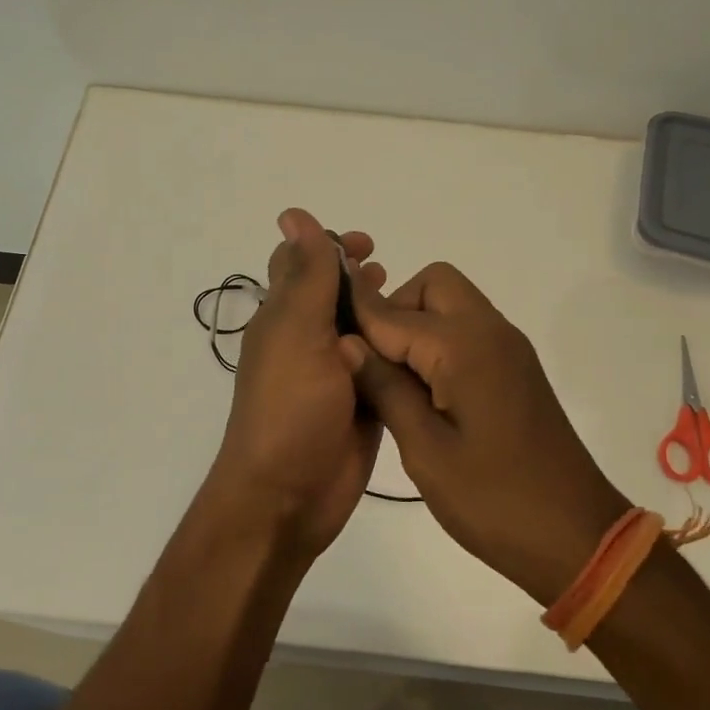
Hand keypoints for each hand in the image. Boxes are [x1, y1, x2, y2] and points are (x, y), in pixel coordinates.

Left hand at [205, 208, 387, 563]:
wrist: (289, 495)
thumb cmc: (289, 407)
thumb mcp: (298, 331)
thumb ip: (307, 275)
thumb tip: (294, 214)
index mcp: (284, 317)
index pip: (301, 265)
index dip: (329, 247)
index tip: (366, 244)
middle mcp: (307, 341)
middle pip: (334, 296)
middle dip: (361, 278)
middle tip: (392, 272)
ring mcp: (335, 375)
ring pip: (362, 331)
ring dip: (383, 313)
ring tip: (413, 306)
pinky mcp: (362, 404)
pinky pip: (381, 368)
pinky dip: (397, 352)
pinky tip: (425, 346)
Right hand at [344, 262, 631, 604]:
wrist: (576, 535)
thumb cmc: (494, 500)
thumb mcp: (425, 451)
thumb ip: (385, 389)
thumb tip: (347, 344)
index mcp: (466, 346)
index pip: (394, 313)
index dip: (357, 318)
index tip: (324, 331)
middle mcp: (491, 331)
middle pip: (433, 284)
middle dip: (394, 309)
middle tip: (371, 364)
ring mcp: (509, 348)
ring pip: (452, 303)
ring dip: (417, 324)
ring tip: (392, 380)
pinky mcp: (516, 367)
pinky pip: (469, 330)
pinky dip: (440, 341)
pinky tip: (424, 390)